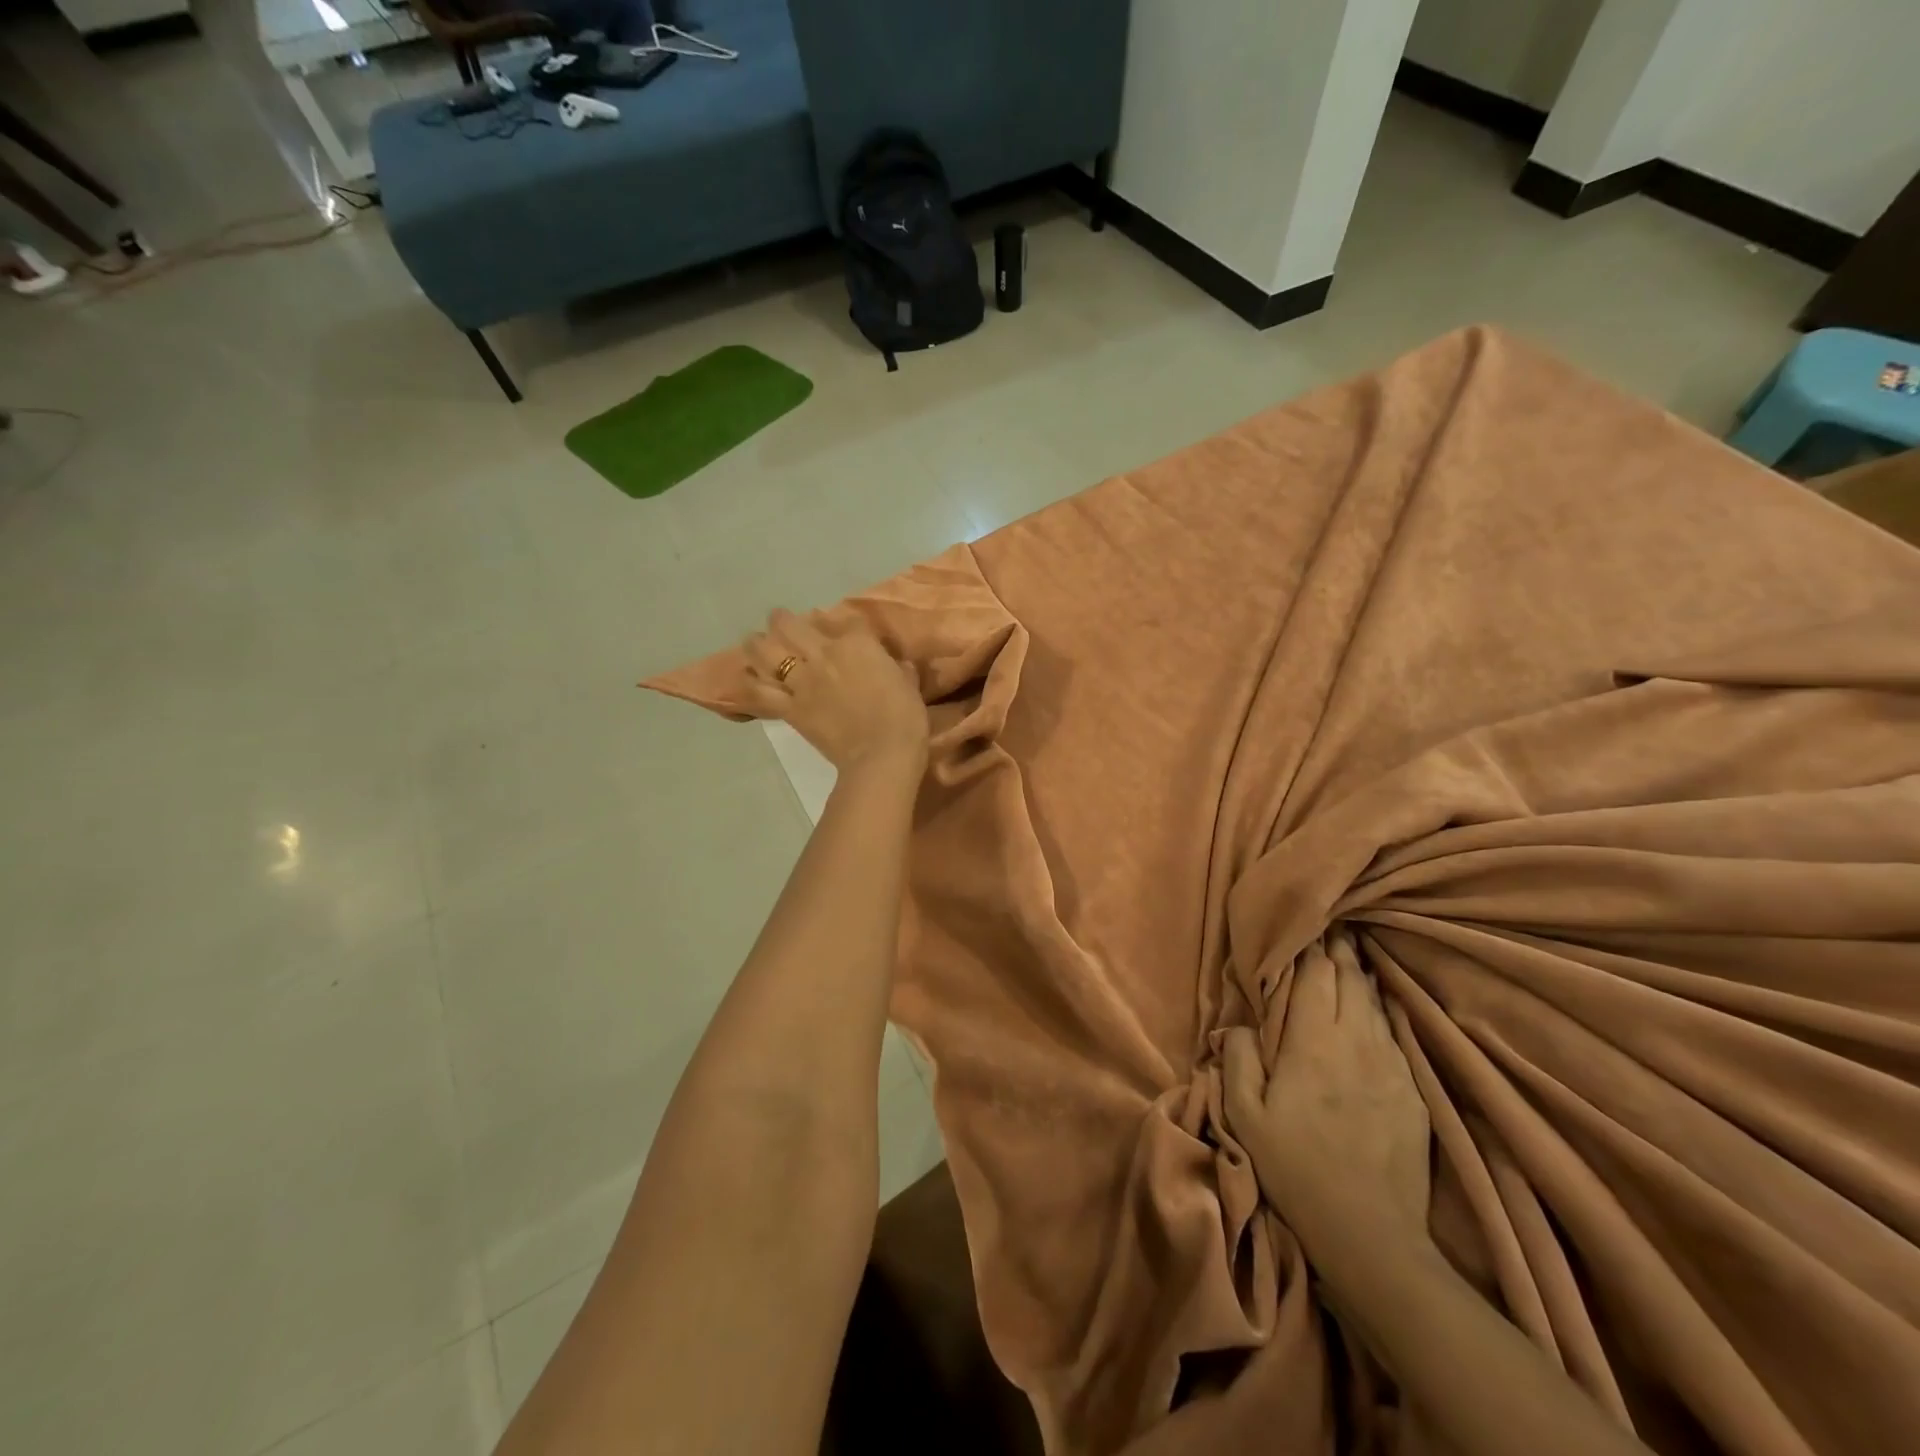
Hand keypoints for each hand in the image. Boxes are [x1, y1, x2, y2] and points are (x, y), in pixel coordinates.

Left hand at [740, 610, 927, 772]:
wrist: (881, 755)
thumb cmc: (904, 719)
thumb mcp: (909, 686)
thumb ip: (899, 670)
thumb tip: (897, 665)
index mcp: (857, 644)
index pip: (846, 621)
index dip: (840, 622)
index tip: (839, 627)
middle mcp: (824, 654)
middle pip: (791, 625)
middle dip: (783, 620)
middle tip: (780, 621)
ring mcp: (802, 681)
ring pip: (766, 652)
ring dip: (757, 643)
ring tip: (754, 642)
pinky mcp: (790, 708)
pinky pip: (760, 692)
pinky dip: (750, 684)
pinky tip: (746, 676)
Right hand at [1220, 939, 1429, 1271]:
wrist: (1371, 1233)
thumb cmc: (1294, 1167)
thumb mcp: (1245, 1116)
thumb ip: (1239, 1059)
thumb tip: (1239, 1025)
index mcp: (1311, 1044)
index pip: (1311, 978)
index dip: (1307, 948)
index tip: (1305, 925)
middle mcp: (1354, 1042)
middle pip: (1348, 981)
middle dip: (1337, 951)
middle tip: (1332, 926)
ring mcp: (1389, 1065)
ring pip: (1374, 1002)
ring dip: (1360, 974)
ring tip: (1353, 952)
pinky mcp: (1412, 1090)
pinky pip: (1395, 1033)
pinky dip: (1383, 1008)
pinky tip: (1381, 1001)